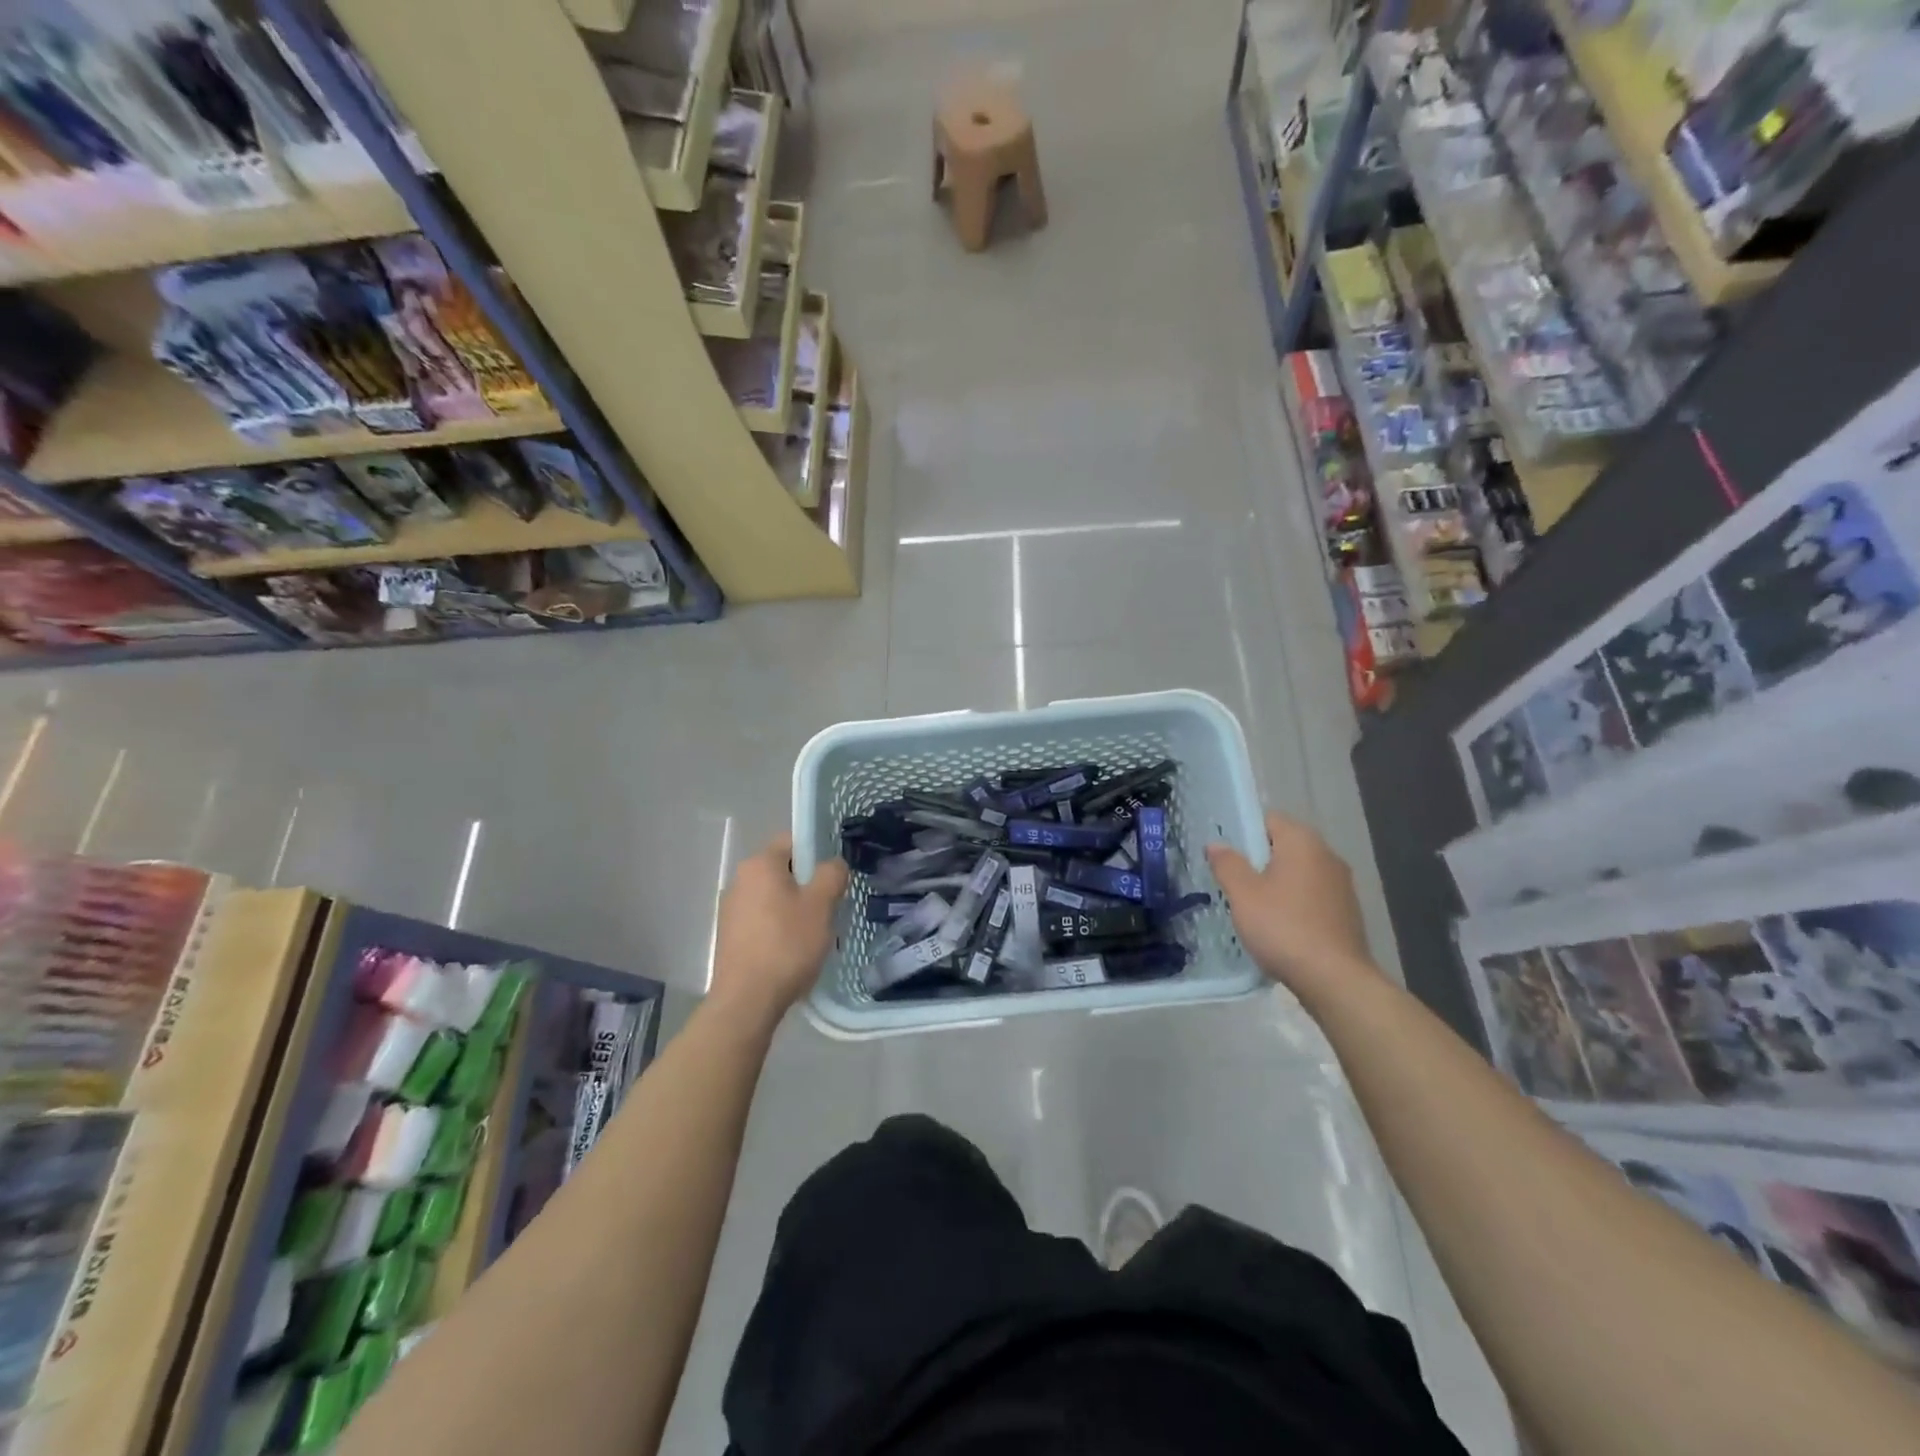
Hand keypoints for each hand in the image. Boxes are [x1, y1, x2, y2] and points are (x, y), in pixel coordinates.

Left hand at [709, 834, 848, 1026]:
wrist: (747, 1000)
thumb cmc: (787, 945)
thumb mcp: (821, 905)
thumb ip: (832, 874)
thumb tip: (833, 864)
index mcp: (760, 864)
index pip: (793, 841)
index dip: (817, 853)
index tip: (834, 876)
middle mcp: (740, 880)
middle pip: (783, 871)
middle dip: (807, 885)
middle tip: (829, 908)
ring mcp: (731, 909)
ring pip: (773, 898)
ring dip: (794, 909)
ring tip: (813, 935)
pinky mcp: (729, 936)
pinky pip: (762, 921)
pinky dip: (778, 929)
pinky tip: (792, 952)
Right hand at [1206, 812, 1377, 996]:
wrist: (1335, 979)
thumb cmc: (1283, 927)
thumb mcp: (1243, 894)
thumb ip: (1227, 864)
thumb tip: (1216, 844)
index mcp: (1302, 842)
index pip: (1268, 820)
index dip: (1243, 832)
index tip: (1224, 854)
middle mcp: (1327, 855)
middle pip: (1284, 845)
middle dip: (1258, 859)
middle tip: (1232, 881)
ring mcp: (1342, 884)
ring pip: (1299, 872)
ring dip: (1276, 882)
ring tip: (1252, 905)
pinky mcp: (1347, 911)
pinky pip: (1312, 895)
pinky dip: (1294, 902)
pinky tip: (1279, 925)